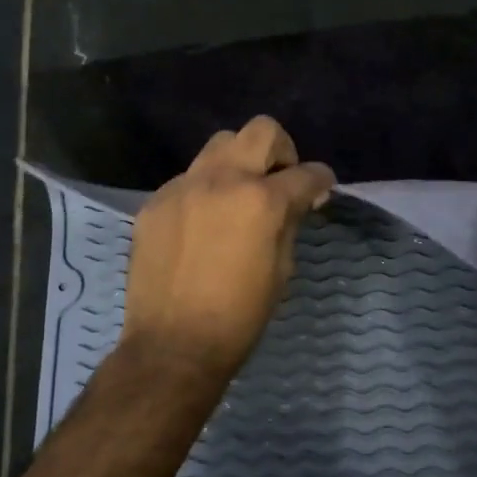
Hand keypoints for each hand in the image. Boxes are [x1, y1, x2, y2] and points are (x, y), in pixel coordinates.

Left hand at [120, 116, 335, 379]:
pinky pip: (188, 179)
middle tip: (279, 180)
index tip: (321, 188)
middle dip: (280, 150)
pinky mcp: (155, 202)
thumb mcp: (281, 269)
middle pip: (260, 130)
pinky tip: (203, 224)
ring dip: (238, 163)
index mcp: (262, 200)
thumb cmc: (240, 316)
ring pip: (219, 145)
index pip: (305, 173)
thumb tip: (300, 199)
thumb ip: (290, 222)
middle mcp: (222, 180)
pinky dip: (205, 191)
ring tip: (239, 196)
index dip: (321, 179)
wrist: (173, 345)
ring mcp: (183, 187)